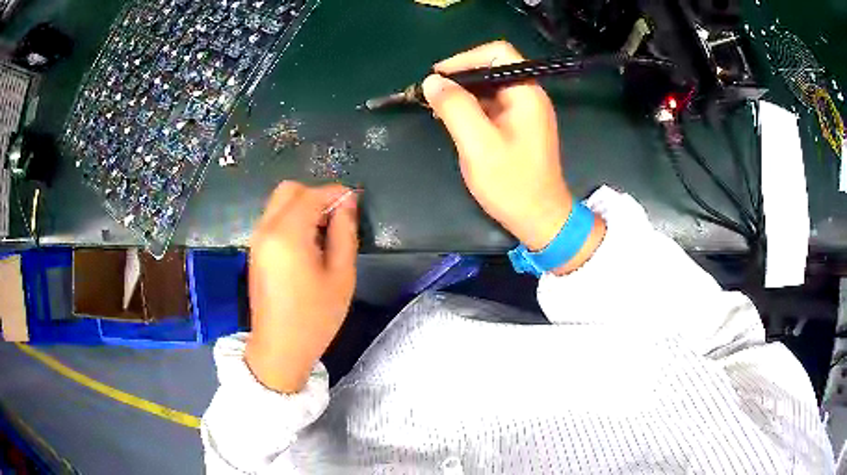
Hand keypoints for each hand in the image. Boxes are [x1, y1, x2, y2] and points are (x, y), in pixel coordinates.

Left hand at [245, 182, 357, 393]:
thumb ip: (344, 233)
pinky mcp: (255, 250)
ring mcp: (257, 239)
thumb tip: (347, 203)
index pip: (312, 195)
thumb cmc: (315, 317)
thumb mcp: (341, 276)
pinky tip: (307, 244)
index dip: (336, 193)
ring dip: (303, 206)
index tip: (355, 203)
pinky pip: (273, 219)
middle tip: (337, 218)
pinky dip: (291, 218)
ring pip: (279, 202)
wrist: (279, 348)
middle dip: (316, 195)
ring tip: (324, 233)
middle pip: (290, 190)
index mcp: (288, 234)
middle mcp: (266, 229)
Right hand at [423, 41, 604, 272]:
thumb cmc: (513, 184)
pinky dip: (471, 108)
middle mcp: (529, 96)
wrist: (540, 219)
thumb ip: (455, 108)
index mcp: (526, 93)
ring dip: (462, 94)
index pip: (497, 53)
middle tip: (432, 95)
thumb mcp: (479, 145)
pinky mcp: (518, 126)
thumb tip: (432, 81)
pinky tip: (453, 121)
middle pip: (492, 68)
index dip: (465, 58)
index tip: (438, 78)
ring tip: (437, 109)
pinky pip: (491, 105)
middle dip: (460, 77)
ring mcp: (525, 112)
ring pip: (489, 87)